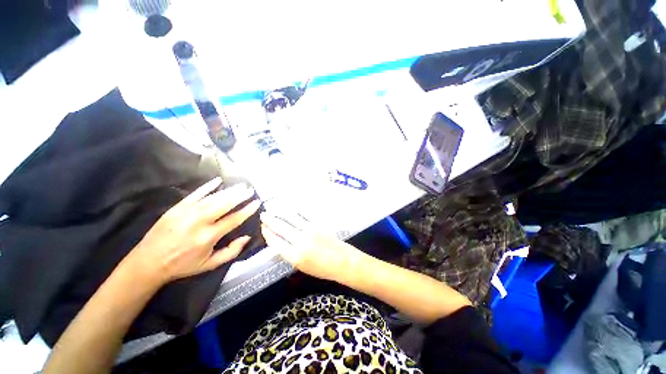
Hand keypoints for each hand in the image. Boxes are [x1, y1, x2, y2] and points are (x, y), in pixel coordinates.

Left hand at [128, 178, 260, 284]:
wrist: (147, 263)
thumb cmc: (182, 265)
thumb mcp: (209, 265)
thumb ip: (231, 252)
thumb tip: (247, 237)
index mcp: (208, 236)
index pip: (234, 219)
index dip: (247, 210)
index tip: (256, 202)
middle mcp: (199, 222)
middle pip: (224, 204)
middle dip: (240, 196)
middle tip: (250, 190)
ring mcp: (186, 212)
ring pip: (213, 198)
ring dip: (229, 191)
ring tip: (240, 186)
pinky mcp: (176, 207)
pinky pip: (195, 194)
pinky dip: (207, 186)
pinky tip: (218, 181)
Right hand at [260, 212, 362, 281]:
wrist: (341, 260)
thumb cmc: (321, 268)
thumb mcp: (301, 266)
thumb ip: (288, 253)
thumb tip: (277, 239)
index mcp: (295, 256)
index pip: (276, 241)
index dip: (267, 233)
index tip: (263, 227)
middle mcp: (301, 241)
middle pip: (281, 227)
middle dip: (270, 220)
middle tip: (263, 214)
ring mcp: (310, 230)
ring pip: (291, 217)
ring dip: (280, 211)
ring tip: (272, 206)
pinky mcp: (319, 223)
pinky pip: (304, 214)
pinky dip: (295, 209)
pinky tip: (289, 206)